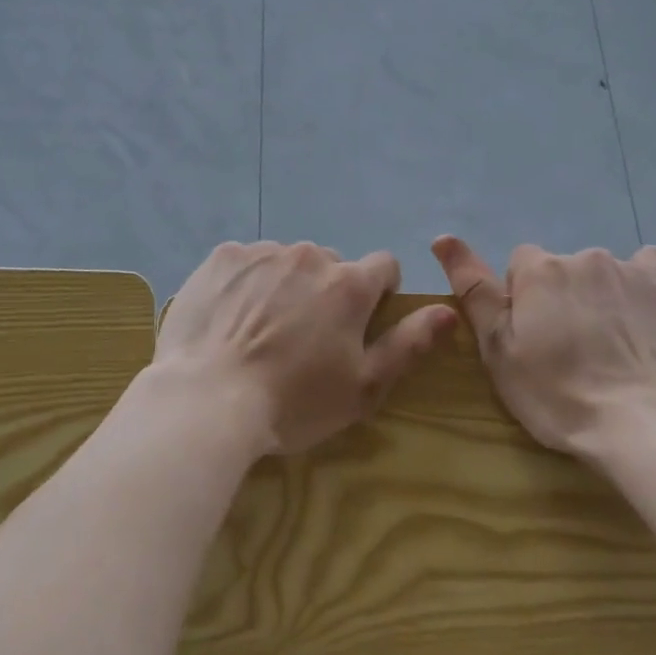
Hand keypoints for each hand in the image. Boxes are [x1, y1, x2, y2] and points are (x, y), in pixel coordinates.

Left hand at [155, 241, 457, 456]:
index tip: (357, 325)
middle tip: (302, 338)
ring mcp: (262, 252)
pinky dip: (246, 283)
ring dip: (285, 285)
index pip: (384, 266)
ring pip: (287, 262)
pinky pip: (247, 262)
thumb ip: (409, 344)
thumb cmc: (294, 402)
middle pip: (331, 265)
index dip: (377, 294)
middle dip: (326, 292)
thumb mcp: (363, 387)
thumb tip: (448, 311)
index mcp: (349, 284)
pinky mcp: (222, 257)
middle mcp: (309, 256)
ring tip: (260, 331)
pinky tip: (229, 319)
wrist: (207, 399)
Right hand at [431, 237, 655, 460]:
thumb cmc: (557, 394)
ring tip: (607, 347)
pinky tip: (639, 318)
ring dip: (595, 297)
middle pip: (559, 270)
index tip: (531, 340)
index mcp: (537, 269)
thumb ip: (473, 290)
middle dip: (558, 299)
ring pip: (598, 273)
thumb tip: (442, 237)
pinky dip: (639, 285)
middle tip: (568, 351)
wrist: (641, 425)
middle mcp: (581, 257)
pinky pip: (647, 267)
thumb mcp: (498, 349)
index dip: (521, 303)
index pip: (519, 267)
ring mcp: (627, 270)